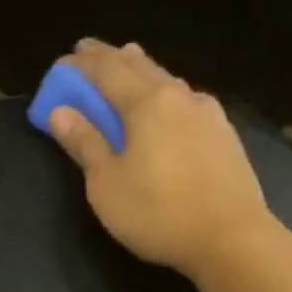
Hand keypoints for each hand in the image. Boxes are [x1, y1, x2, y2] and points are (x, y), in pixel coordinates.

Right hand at [45, 39, 289, 279]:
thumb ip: (85, 144)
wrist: (231, 238)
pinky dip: (165, 93)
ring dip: (142, 71)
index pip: (107, 71)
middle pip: (140, 66)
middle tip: (90, 53)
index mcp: (146, 103)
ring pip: (167, 80)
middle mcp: (179, 96)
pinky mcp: (224, 135)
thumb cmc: (158, 212)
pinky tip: (168, 103)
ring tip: (128, 65)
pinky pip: (185, 101)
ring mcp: (208, 114)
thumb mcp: (107, 184)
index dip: (81, 64)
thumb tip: (60, 112)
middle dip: (111, 58)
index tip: (63, 60)